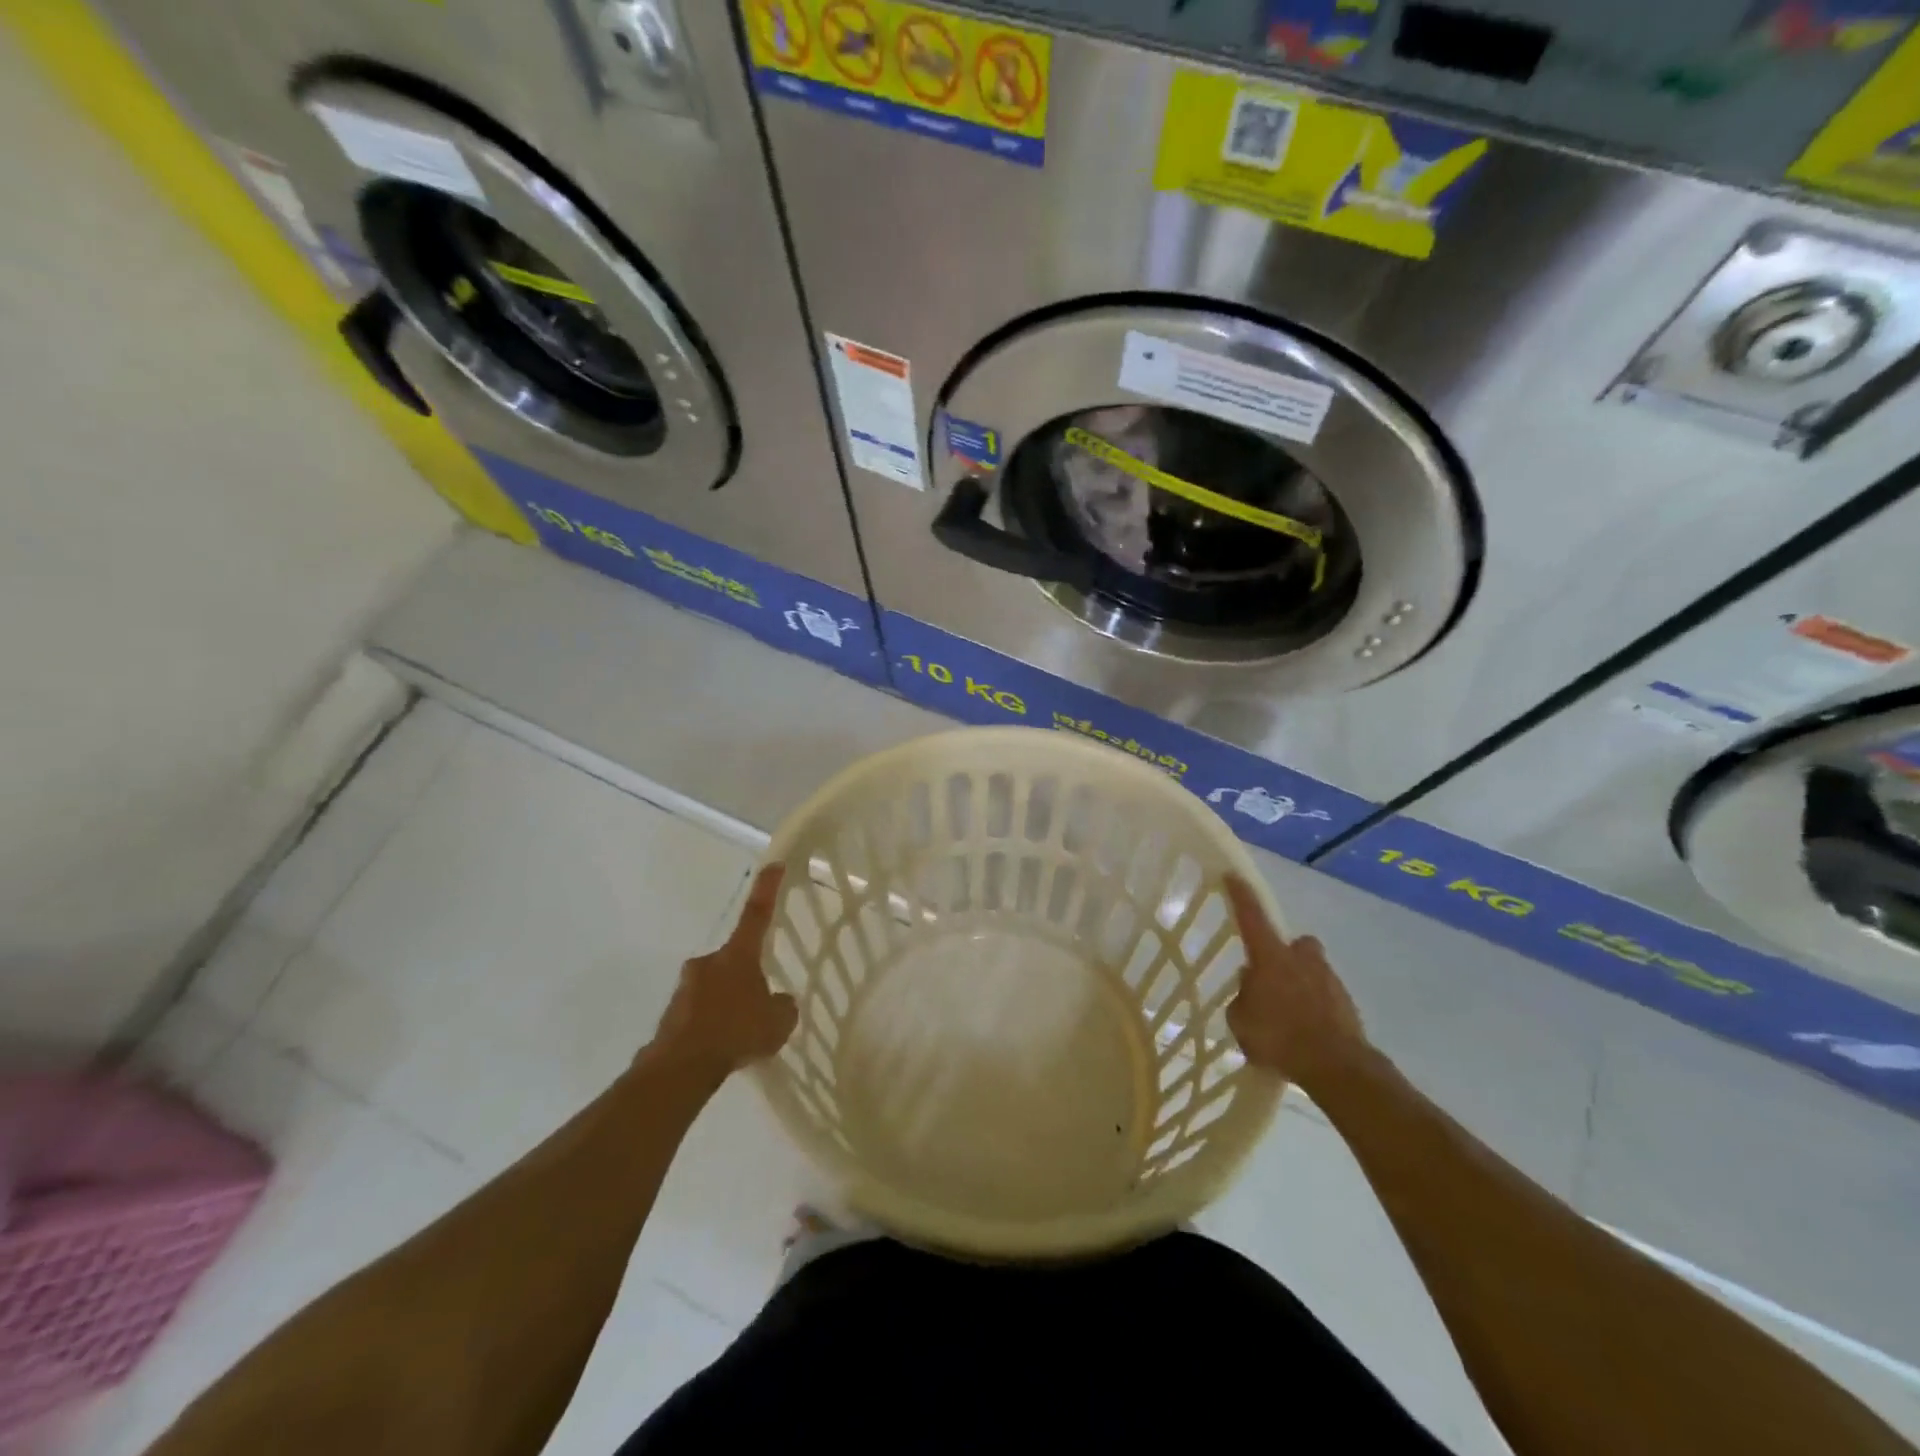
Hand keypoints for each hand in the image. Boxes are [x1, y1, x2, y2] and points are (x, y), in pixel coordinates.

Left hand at [650, 864, 798, 1078]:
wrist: (681, 1067)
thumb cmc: (736, 1032)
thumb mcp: (778, 1021)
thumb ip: (783, 1006)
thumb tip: (778, 1002)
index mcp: (738, 956)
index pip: (757, 913)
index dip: (767, 889)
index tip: (773, 864)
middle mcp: (709, 962)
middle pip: (734, 960)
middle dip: (745, 977)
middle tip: (758, 1006)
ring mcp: (686, 987)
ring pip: (715, 987)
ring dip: (727, 1003)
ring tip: (740, 1037)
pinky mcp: (671, 1014)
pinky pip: (699, 1013)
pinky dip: (711, 1025)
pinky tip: (721, 1049)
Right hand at [1224, 875, 1368, 1086]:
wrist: (1337, 1067)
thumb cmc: (1279, 1037)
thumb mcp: (1240, 1020)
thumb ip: (1242, 997)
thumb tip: (1251, 985)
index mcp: (1271, 957)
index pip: (1252, 916)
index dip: (1241, 895)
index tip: (1233, 875)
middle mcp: (1301, 959)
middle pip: (1295, 944)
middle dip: (1287, 954)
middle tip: (1274, 977)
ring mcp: (1330, 980)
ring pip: (1312, 971)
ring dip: (1301, 985)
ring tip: (1288, 1016)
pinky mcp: (1348, 1005)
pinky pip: (1325, 998)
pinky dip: (1316, 1009)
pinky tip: (1305, 1033)